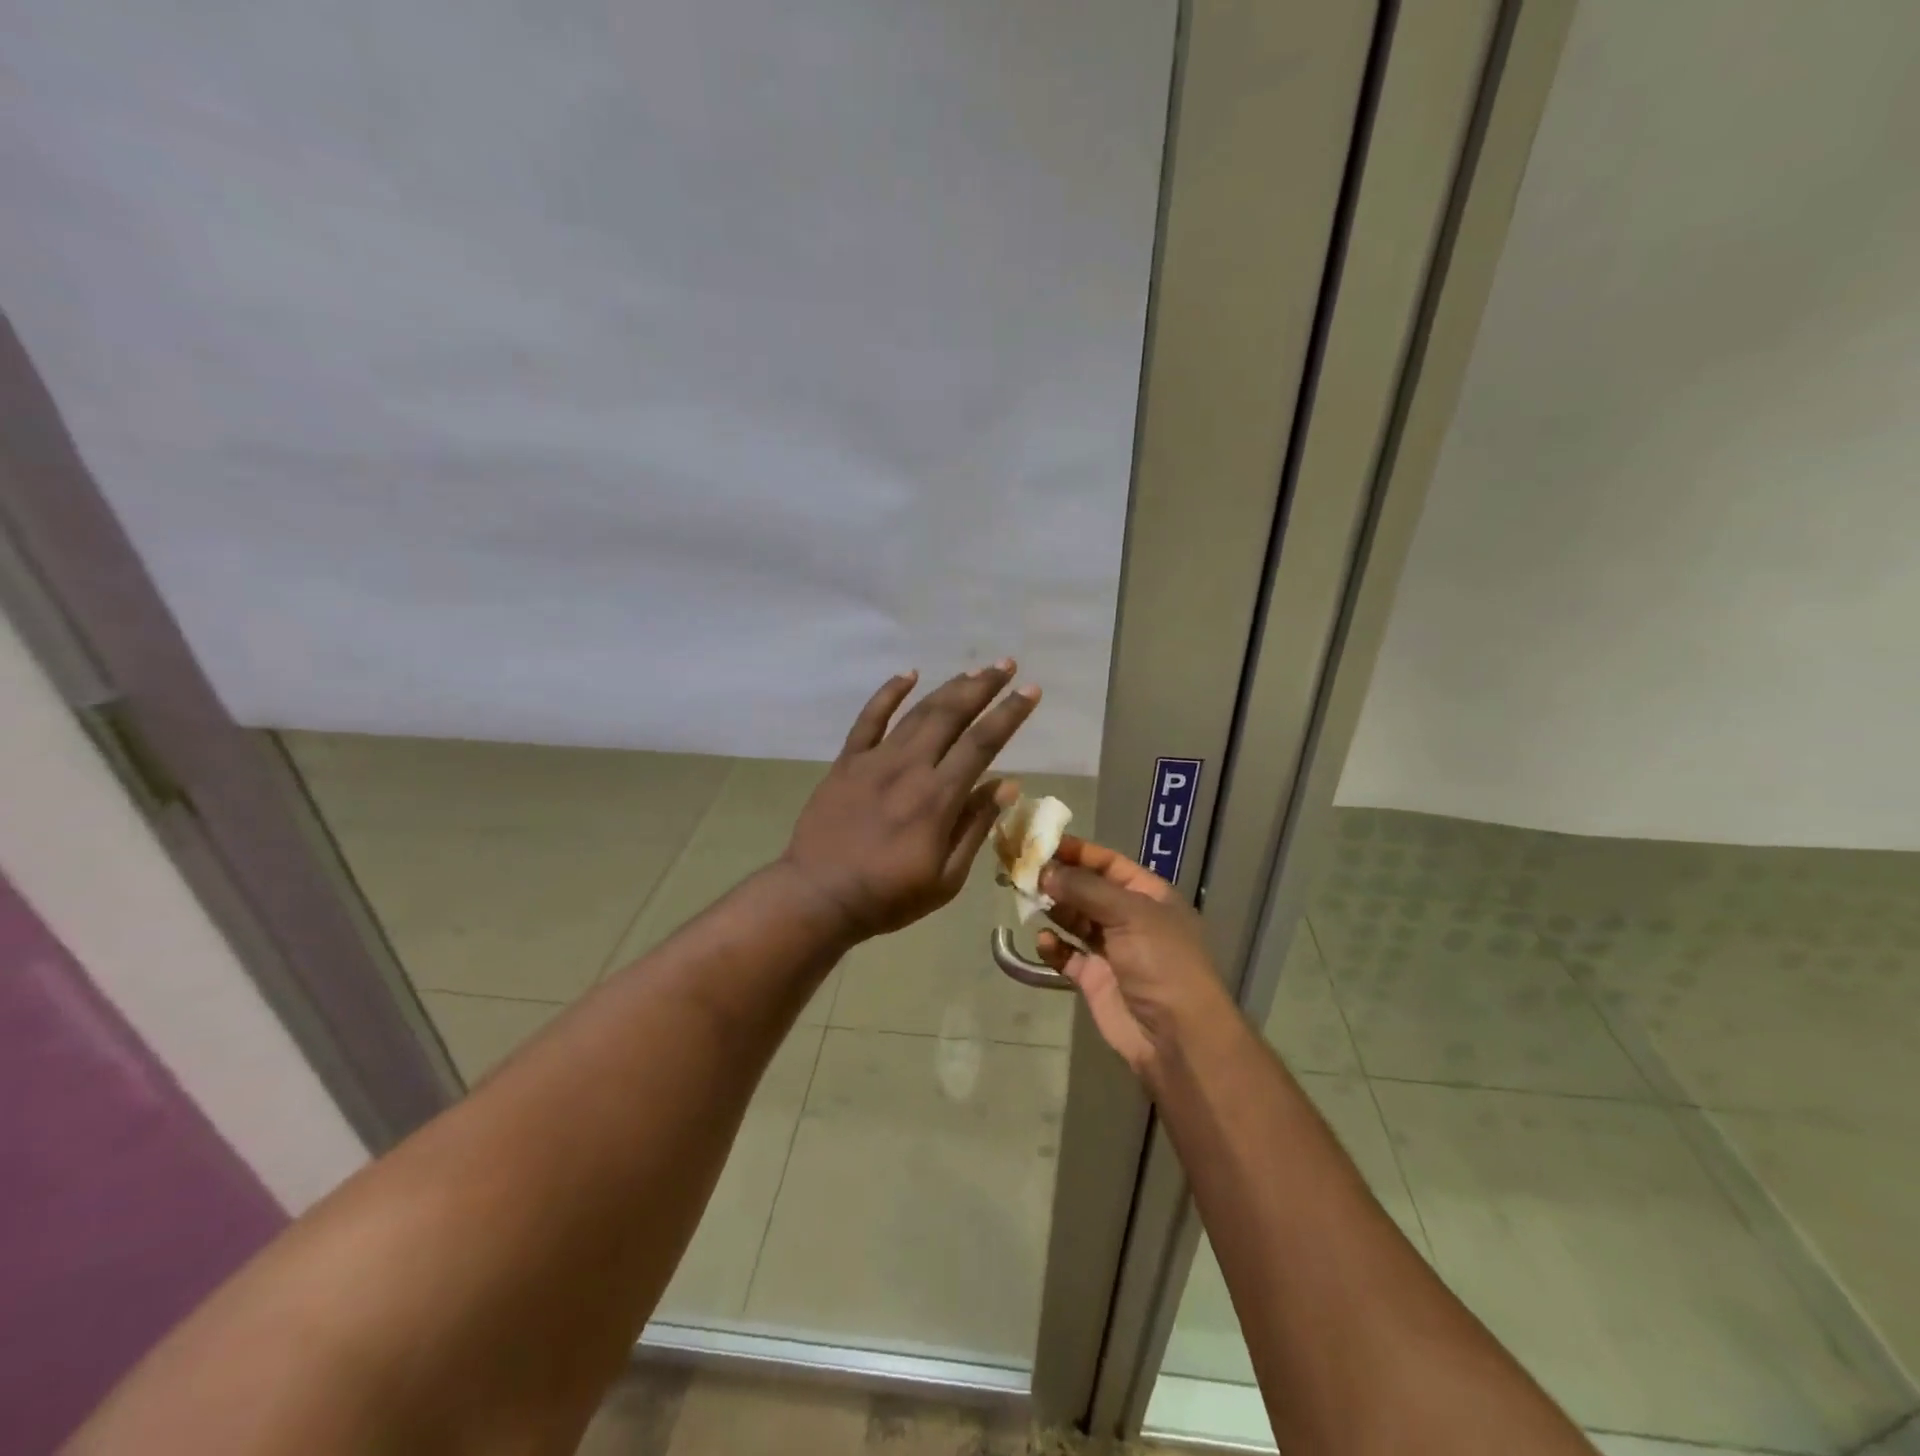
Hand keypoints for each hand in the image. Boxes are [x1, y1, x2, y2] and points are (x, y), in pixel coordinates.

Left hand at [781, 661, 1040, 940]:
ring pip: (918, 712)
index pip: (982, 743)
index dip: (1009, 714)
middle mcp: (910, 767)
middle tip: (1006, 665)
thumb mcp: (946, 879)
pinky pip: (869, 719)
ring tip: (973, 671)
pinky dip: (888, 693)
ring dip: (948, 688)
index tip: (1031, 691)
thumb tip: (1006, 784)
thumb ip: (975, 827)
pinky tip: (908, 674)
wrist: (818, 896)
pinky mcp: (847, 762)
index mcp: (938, 797)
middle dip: (983, 687)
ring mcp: (875, 760)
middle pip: (951, 715)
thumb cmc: (888, 896)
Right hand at [1036, 836, 1230, 1075]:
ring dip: (1052, 908)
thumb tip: (1045, 871)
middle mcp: (1129, 918)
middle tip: (1021, 870)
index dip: (1076, 851)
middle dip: (1057, 879)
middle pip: (1087, 889)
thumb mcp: (1130, 913)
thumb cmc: (1162, 962)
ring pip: (1074, 919)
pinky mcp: (1094, 979)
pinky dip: (1053, 946)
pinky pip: (1067, 955)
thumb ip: (1085, 889)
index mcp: (1148, 895)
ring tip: (1024, 898)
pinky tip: (1043, 941)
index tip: (1040, 842)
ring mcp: (1111, 949)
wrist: (1177, 1036)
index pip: (1108, 863)